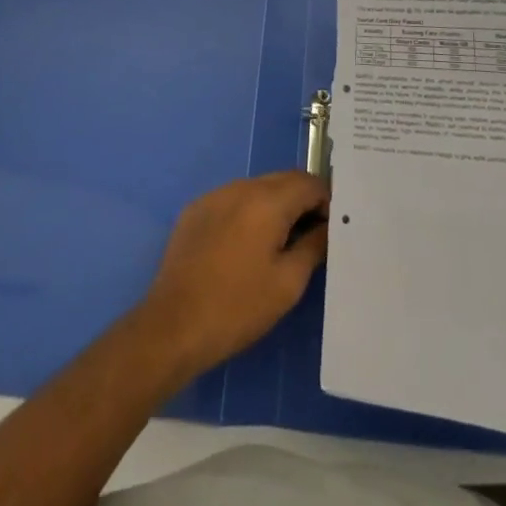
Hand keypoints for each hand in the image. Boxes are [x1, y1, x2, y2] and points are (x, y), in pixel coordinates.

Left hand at [133, 171, 329, 382]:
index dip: (326, 201)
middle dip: (302, 201)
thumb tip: (327, 226)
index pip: (309, 183)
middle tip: (311, 236)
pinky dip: (248, 212)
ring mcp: (214, 195)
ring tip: (279, 243)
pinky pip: (232, 200)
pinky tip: (245, 246)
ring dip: (275, 205)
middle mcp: (241, 187)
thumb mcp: (287, 283)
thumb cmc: (238, 307)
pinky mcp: (196, 210)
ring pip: (257, 188)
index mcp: (267, 201)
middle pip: (283, 180)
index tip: (332, 229)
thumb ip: (313, 246)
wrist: (174, 325)